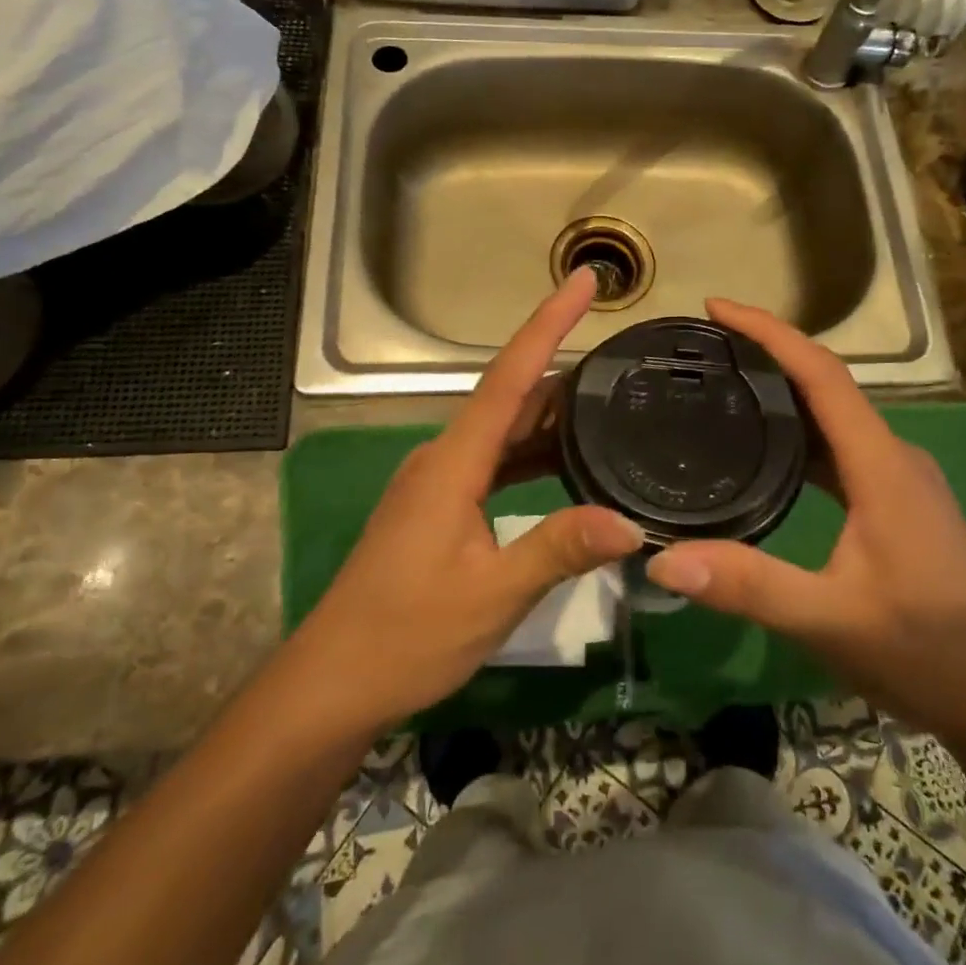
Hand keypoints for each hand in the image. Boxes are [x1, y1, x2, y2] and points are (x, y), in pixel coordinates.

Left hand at [289, 268, 643, 731]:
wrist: (334, 682)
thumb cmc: (407, 635)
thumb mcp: (493, 595)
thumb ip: (559, 549)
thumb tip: (632, 523)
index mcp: (453, 462)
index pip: (509, 377)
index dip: (548, 324)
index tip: (584, 281)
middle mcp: (444, 457)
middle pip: (509, 395)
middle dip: (560, 364)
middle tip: (619, 350)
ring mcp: (438, 481)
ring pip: (503, 430)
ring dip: (549, 412)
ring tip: (606, 399)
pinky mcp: (438, 506)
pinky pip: (494, 460)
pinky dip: (532, 451)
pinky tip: (564, 462)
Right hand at [644, 299, 965, 737]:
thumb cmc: (924, 652)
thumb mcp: (828, 620)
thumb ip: (748, 585)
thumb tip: (662, 560)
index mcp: (881, 464)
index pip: (822, 374)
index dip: (769, 332)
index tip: (716, 308)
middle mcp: (894, 456)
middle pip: (827, 384)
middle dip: (768, 353)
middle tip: (705, 347)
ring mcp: (901, 479)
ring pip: (835, 416)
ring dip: (784, 392)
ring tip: (725, 386)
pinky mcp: (899, 501)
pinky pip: (842, 447)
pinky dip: (801, 433)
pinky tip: (769, 451)